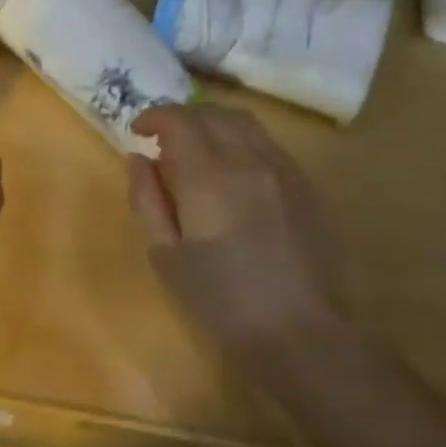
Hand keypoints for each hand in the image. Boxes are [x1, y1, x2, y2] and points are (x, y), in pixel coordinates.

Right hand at [126, 103, 348, 364]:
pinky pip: (269, 143)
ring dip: (213, 123)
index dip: (154, 116)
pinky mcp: (307, 185)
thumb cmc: (220, 301)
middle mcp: (248, 160)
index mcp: (208, 177)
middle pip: (211, 113)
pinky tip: (234, 170)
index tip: (139, 131)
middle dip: (182, 118)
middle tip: (164, 142)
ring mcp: (283, 169)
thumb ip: (147, 199)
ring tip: (199, 150)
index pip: (178, 120)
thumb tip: (138, 158)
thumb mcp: (166, 255)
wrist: (298, 333)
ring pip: (244, 122)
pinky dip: (242, 140)